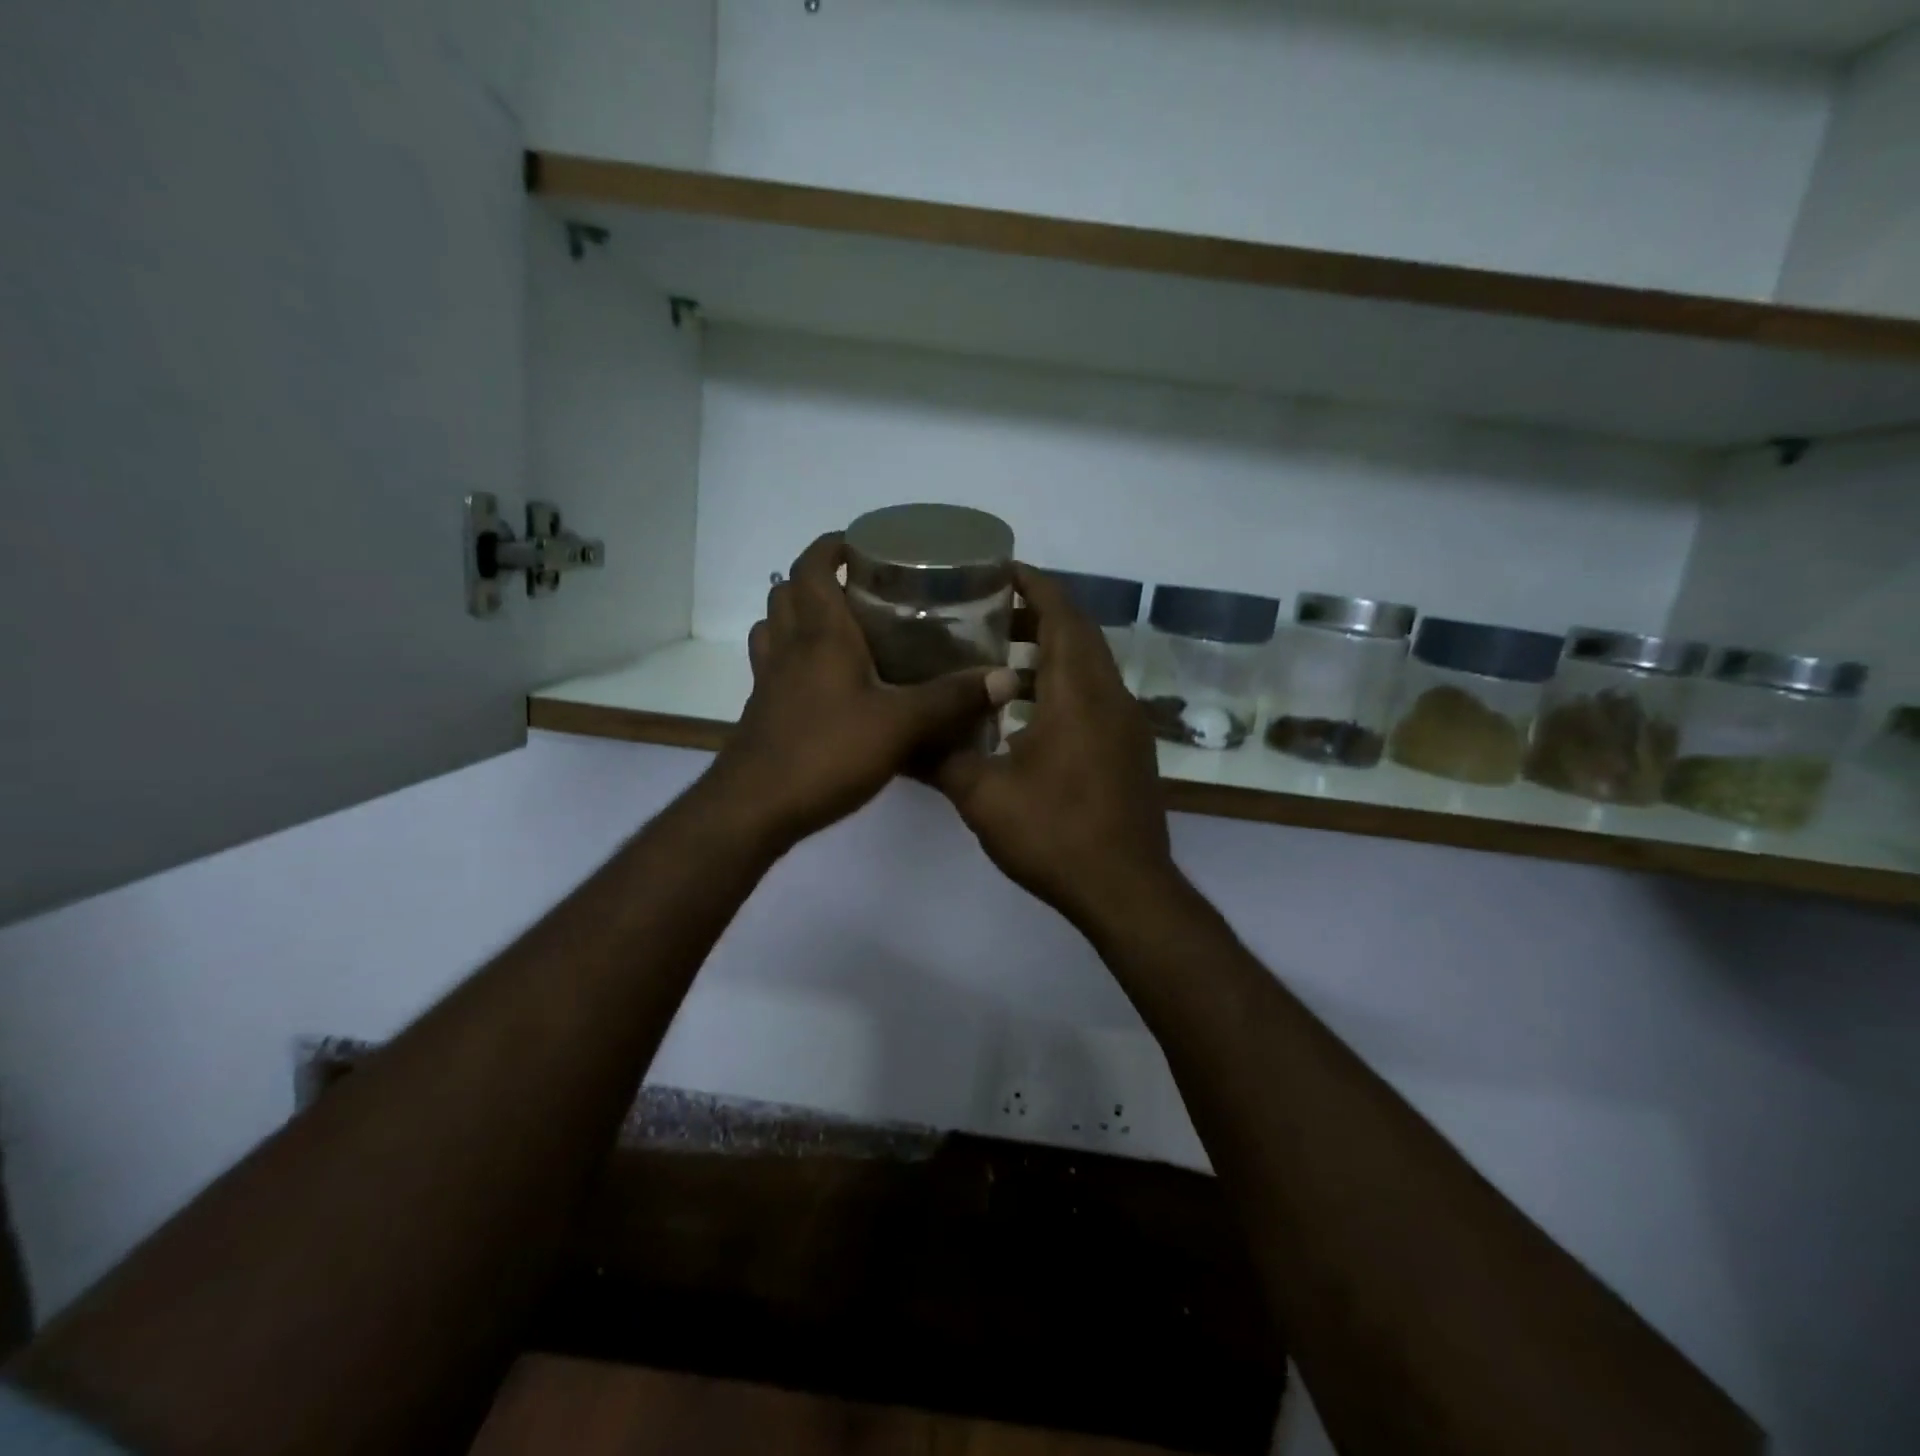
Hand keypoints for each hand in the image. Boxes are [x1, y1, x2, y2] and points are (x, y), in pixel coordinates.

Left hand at [705, 533, 1021, 849]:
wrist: (756, 808)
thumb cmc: (827, 752)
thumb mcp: (901, 724)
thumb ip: (952, 699)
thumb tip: (1005, 677)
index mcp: (820, 634)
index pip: (813, 566)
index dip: (832, 545)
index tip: (863, 545)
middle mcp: (789, 647)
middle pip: (787, 592)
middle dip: (817, 580)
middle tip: (859, 590)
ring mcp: (769, 680)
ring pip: (774, 628)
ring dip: (798, 617)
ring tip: (839, 630)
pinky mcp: (762, 711)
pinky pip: (773, 666)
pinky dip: (792, 658)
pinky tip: (823, 683)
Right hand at [935, 565, 1177, 925]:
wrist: (1125, 889)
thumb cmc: (1054, 834)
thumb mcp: (983, 795)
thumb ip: (941, 757)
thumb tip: (899, 738)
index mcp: (1079, 693)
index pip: (1062, 615)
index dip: (1034, 585)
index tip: (999, 570)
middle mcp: (1111, 697)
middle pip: (1079, 634)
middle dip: (1037, 615)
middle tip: (986, 613)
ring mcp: (1127, 725)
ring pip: (1090, 666)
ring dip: (1051, 652)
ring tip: (999, 660)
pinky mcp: (1129, 750)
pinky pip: (1097, 696)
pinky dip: (1064, 685)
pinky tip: (1027, 714)